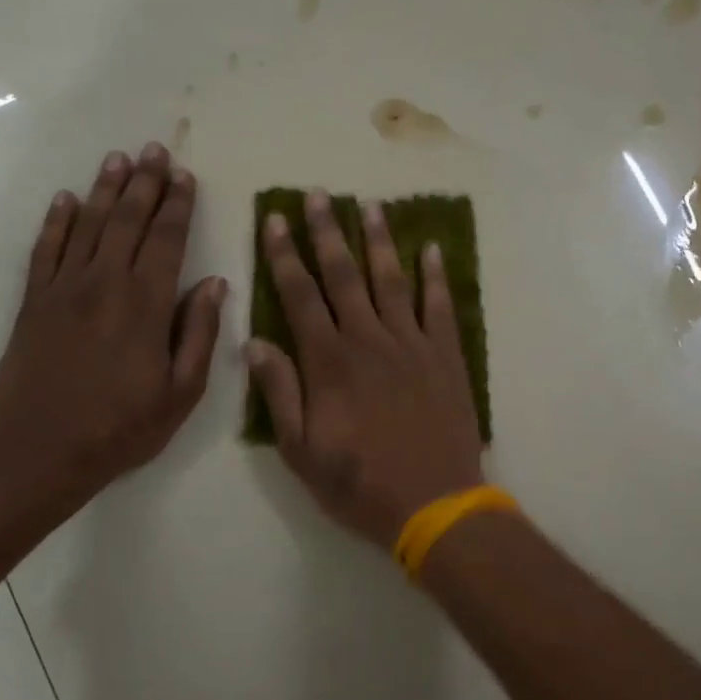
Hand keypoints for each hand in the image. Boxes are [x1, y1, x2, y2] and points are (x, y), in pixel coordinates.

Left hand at [0, 142, 225, 536]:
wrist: (41, 451)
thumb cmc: (122, 427)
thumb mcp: (182, 392)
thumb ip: (198, 333)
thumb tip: (214, 284)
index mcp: (146, 304)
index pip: (167, 240)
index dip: (178, 205)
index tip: (185, 176)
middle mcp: (105, 284)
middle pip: (128, 221)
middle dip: (145, 183)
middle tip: (155, 150)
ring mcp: (64, 289)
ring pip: (88, 225)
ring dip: (104, 189)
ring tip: (118, 159)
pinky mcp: (34, 302)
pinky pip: (45, 250)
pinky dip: (56, 221)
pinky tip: (65, 199)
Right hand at [245, 189, 484, 548]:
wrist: (435, 504)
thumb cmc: (360, 483)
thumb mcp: (302, 451)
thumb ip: (280, 393)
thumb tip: (254, 342)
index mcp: (329, 362)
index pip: (300, 295)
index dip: (285, 255)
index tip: (276, 219)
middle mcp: (369, 340)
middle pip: (344, 275)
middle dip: (327, 232)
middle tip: (318, 195)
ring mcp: (412, 344)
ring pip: (391, 280)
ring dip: (378, 241)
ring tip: (369, 205)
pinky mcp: (446, 356)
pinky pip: (441, 306)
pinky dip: (436, 276)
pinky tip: (431, 249)